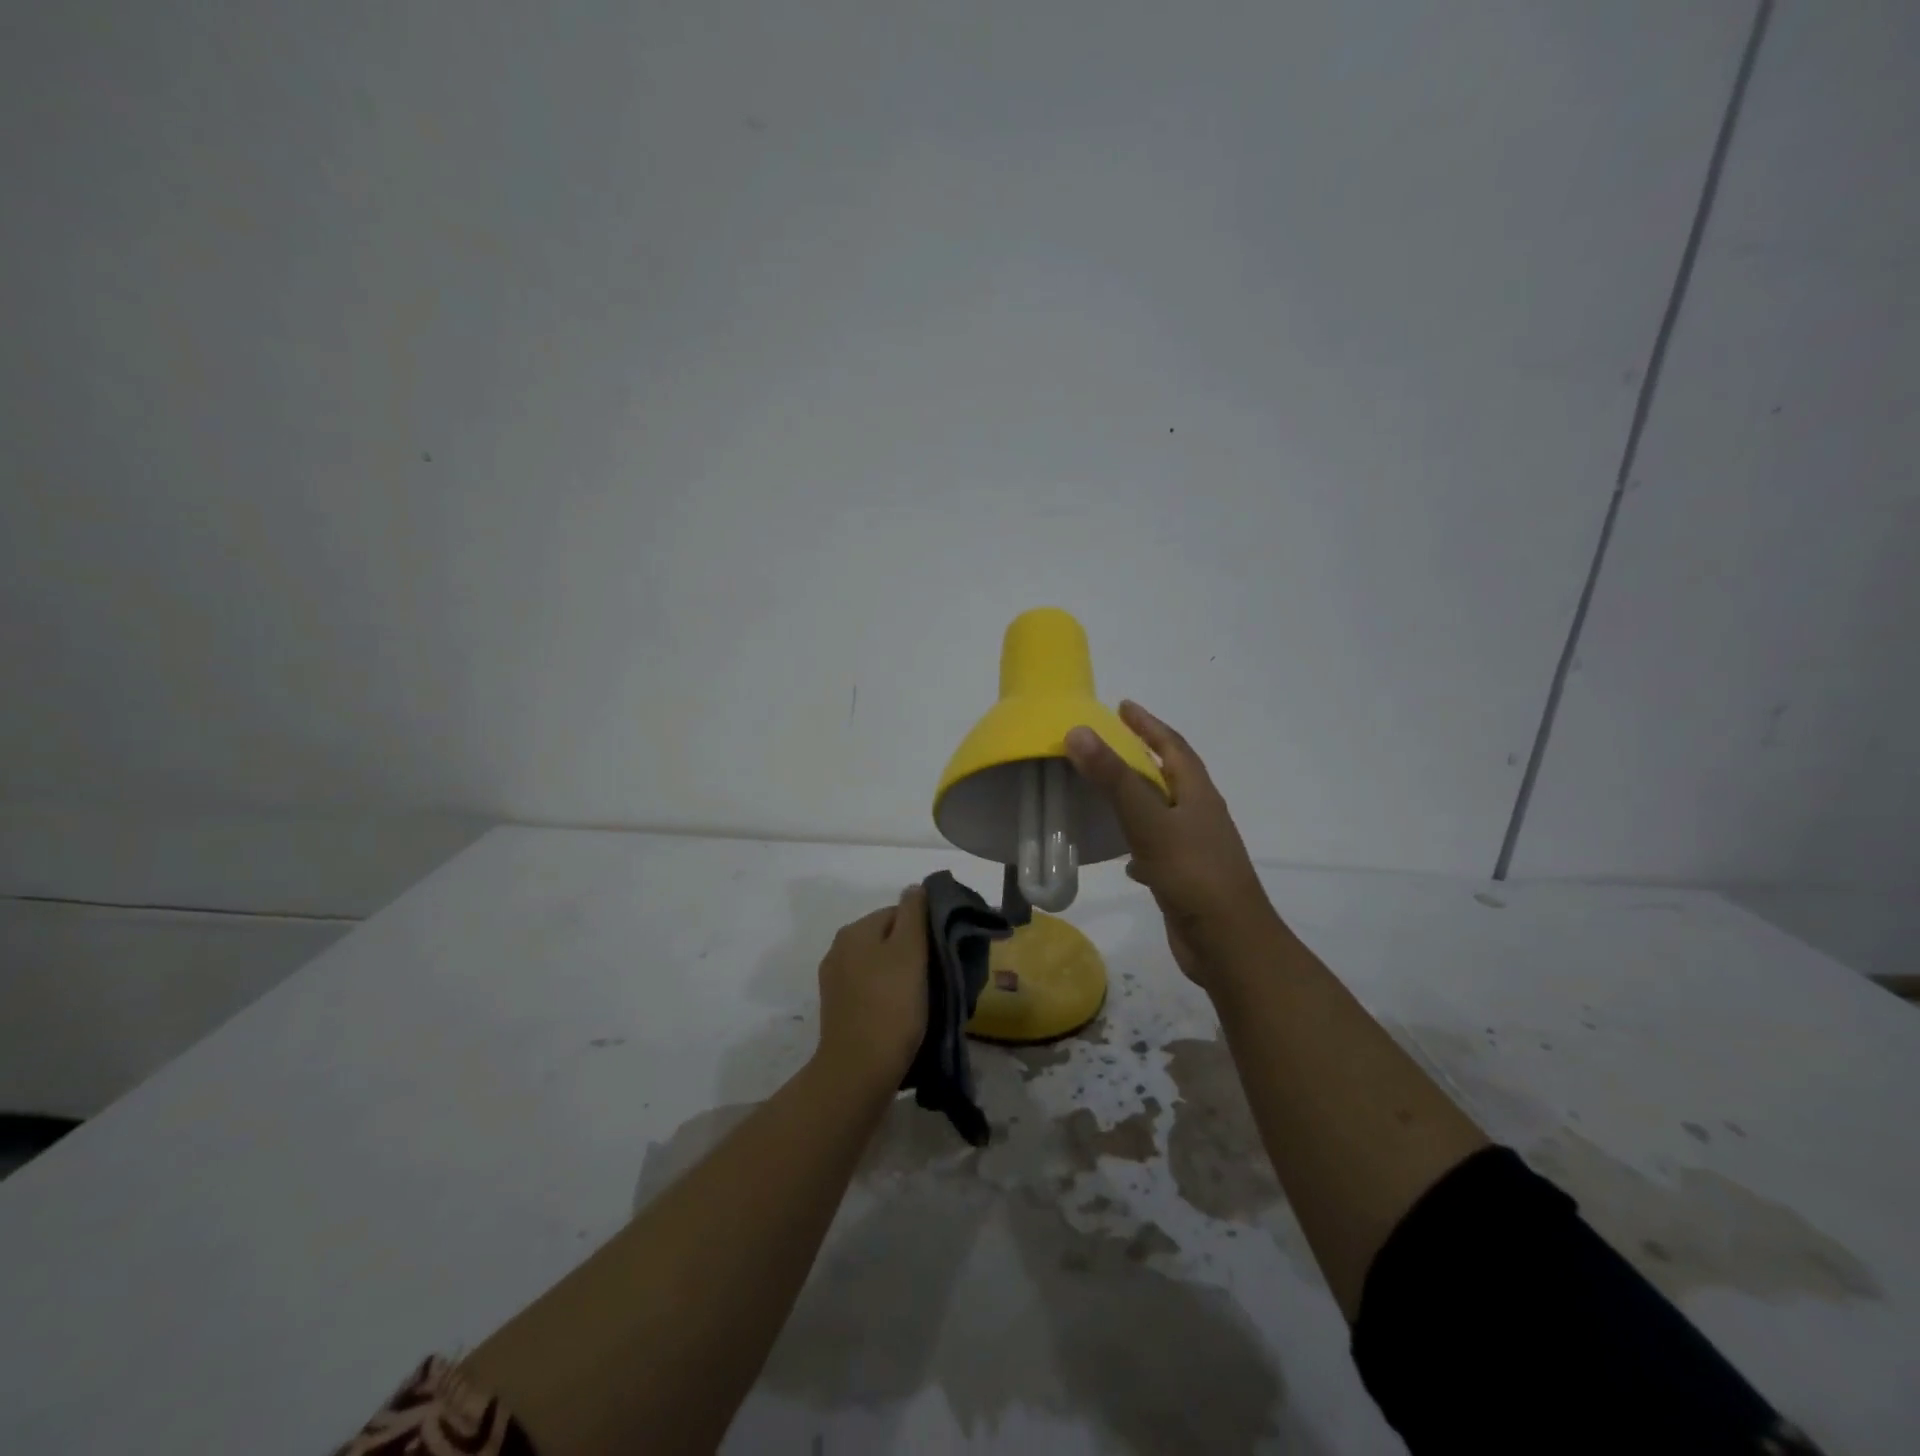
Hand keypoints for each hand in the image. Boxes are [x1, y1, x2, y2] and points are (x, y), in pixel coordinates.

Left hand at [814, 886, 928, 1090]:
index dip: (924, 930)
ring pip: (879, 965)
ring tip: (923, 998)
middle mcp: (839, 949)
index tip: (942, 954)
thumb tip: (915, 888)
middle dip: (912, 953)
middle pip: (887, 938)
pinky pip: (870, 990)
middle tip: (937, 977)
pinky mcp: (838, 1009)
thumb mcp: (910, 952)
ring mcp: (835, 981)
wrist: (859, 1071)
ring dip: (901, 975)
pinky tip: (902, 1014)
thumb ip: (914, 914)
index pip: (898, 913)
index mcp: (854, 931)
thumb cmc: (891, 1005)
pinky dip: (888, 995)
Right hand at [1066, 702, 1283, 988]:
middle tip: (1107, 743)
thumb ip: (1114, 778)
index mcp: (1197, 794)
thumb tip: (1078, 731)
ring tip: (1107, 791)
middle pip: (1170, 776)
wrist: (1229, 943)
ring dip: (1139, 798)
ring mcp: (1195, 848)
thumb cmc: (1192, 874)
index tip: (1122, 706)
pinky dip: (1139, 842)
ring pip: (1163, 812)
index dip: (1148, 724)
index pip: (1173, 746)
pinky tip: (1123, 856)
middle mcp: (1199, 815)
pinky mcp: (1186, 878)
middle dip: (1142, 756)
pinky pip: (1158, 848)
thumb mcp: (1149, 821)